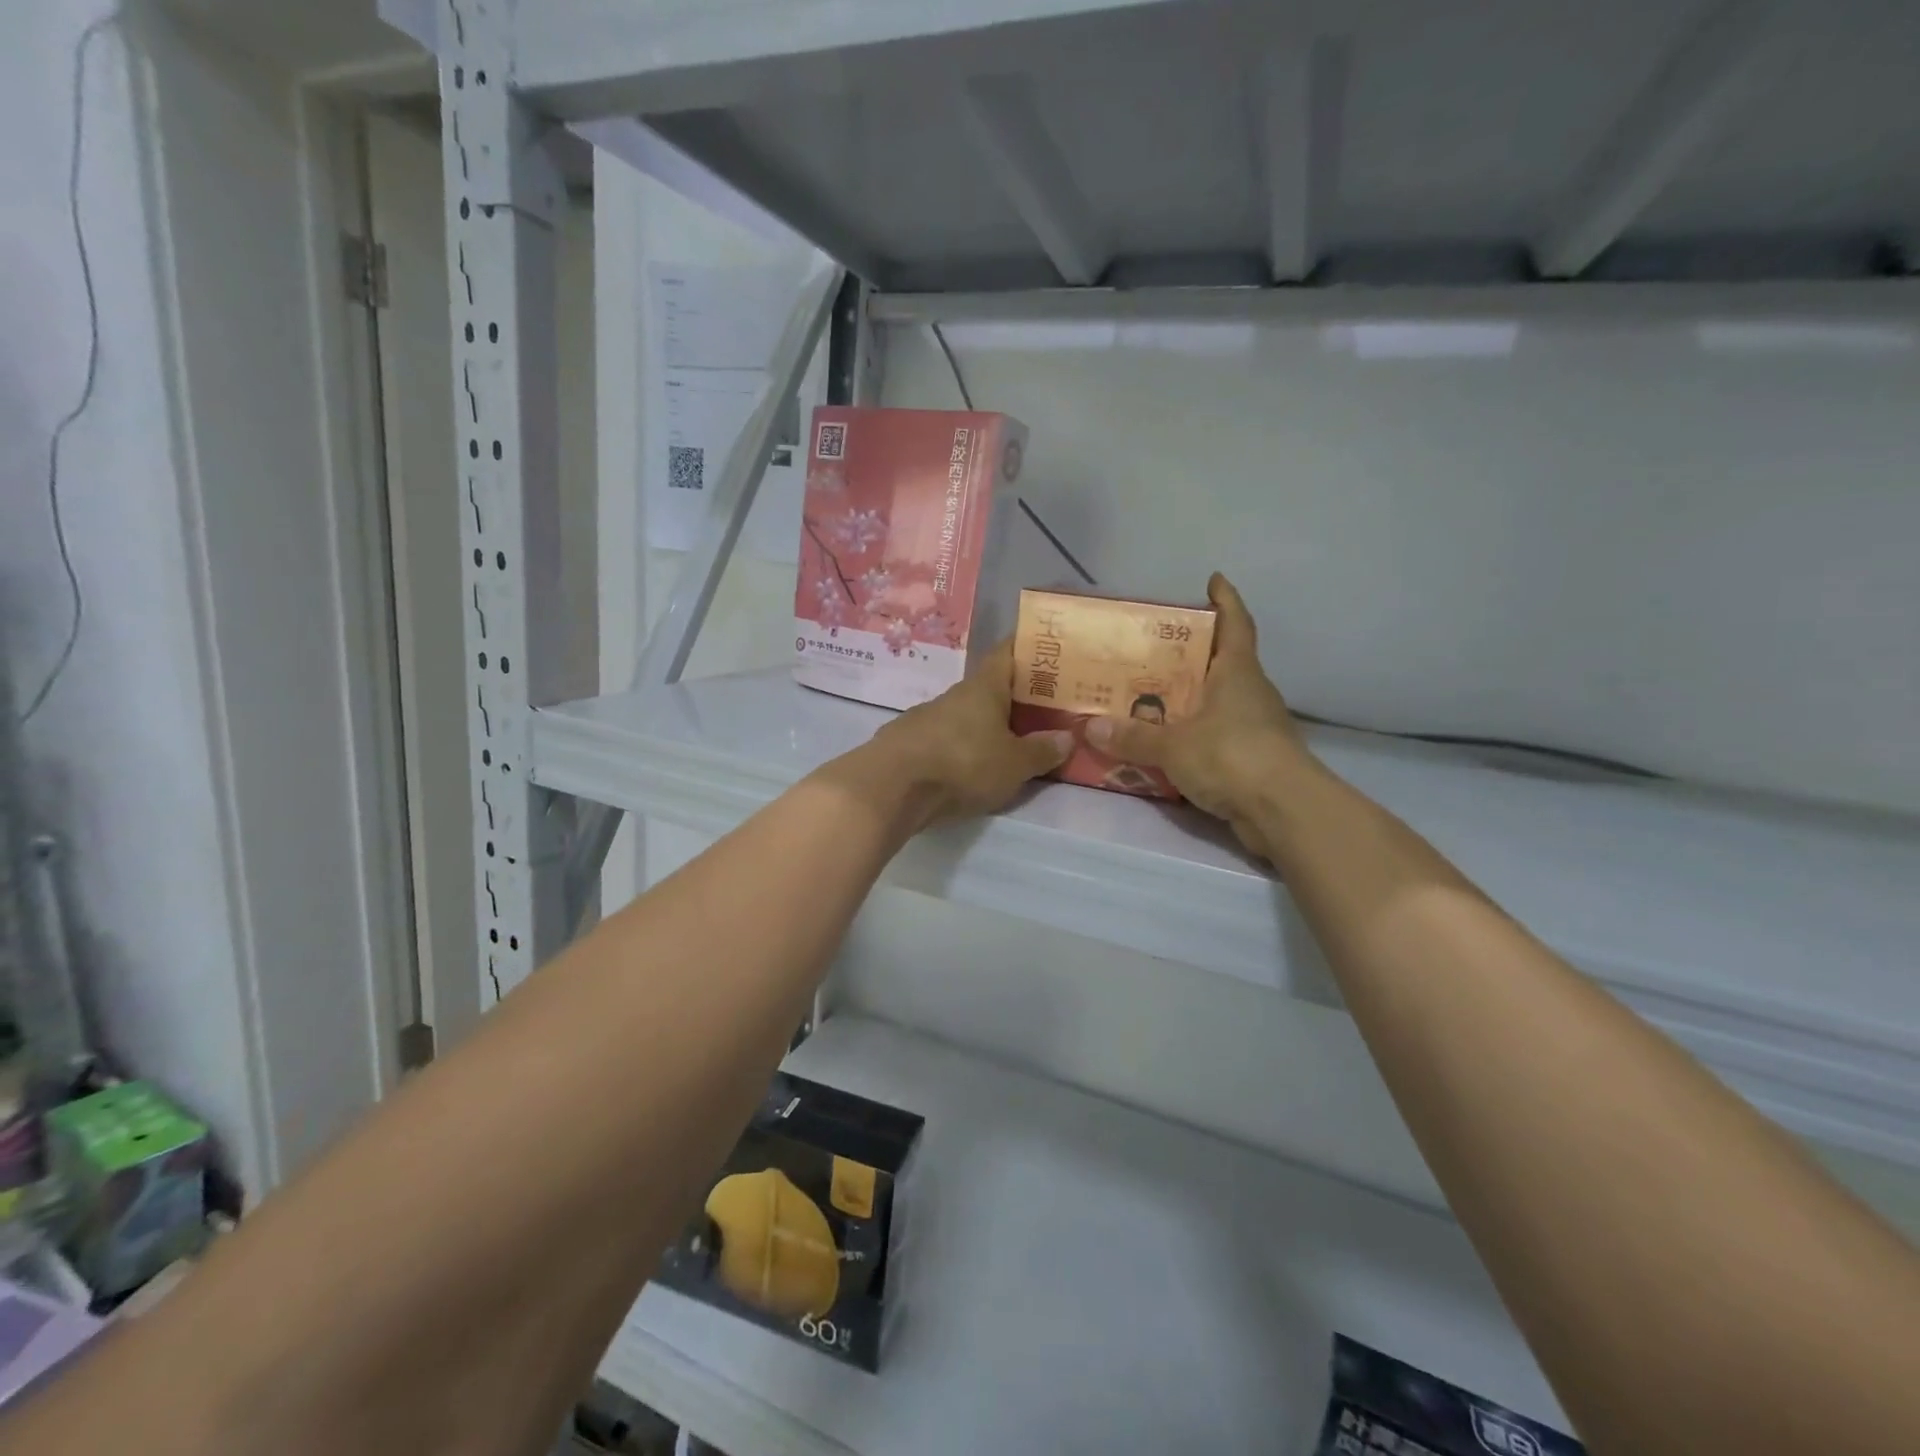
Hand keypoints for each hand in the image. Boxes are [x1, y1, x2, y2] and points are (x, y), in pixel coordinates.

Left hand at [855, 640, 1073, 829]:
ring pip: (965, 715)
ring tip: (1010, 741)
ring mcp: (926, 718)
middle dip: (1013, 696)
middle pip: (988, 687)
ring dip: (985, 724)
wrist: (891, 788)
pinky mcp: (907, 743)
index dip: (1026, 647)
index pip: (1006, 652)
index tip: (1046, 649)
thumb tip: (1068, 737)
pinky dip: (962, 746)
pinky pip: (945, 738)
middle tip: (1042, 707)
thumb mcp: (1015, 764)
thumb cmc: (963, 764)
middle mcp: (954, 695)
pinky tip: (970, 765)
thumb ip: (1042, 751)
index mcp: (983, 687)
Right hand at [1085, 574, 1310, 858]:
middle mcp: (1250, 692)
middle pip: (1223, 661)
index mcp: (1237, 672)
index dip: (1226, 600)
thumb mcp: (1174, 744)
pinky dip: (1193, 733)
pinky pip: (1215, 735)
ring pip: (1218, 701)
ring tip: (1149, 695)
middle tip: (1153, 647)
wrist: (1283, 811)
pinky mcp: (1252, 758)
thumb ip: (1133, 736)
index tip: (1214, 580)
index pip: (1236, 624)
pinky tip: (1166, 741)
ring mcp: (1255, 726)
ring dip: (1191, 696)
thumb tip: (1091, 727)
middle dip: (1193, 652)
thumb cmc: (1232, 756)